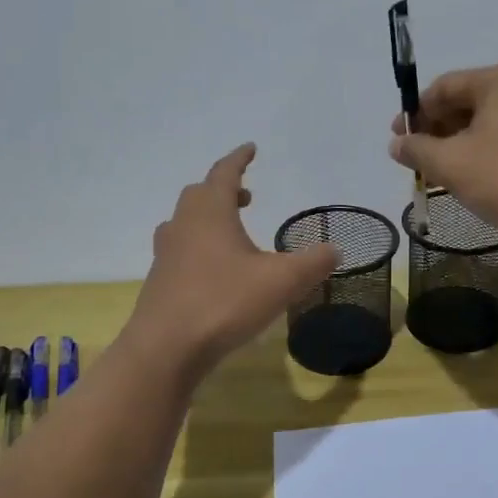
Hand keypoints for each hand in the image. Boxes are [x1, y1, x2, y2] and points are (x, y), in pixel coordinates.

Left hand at [128, 143, 339, 374]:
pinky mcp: (160, 281)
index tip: (250, 149)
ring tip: (231, 231)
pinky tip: (215, 270)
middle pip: (200, 194)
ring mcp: (167, 254)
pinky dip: (199, 246)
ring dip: (209, 218)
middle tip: (246, 196)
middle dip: (223, 189)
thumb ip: (313, 263)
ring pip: (186, 222)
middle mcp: (183, 225)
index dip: (239, 159)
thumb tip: (336, 250)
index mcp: (210, 213)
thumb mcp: (282, 281)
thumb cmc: (224, 302)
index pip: (224, 173)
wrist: (166, 349)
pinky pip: (181, 250)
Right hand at [389, 63, 497, 245]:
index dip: (415, 112)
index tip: (397, 139)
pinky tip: (470, 176)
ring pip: (486, 121)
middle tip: (415, 158)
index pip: (444, 86)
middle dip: (437, 129)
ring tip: (438, 172)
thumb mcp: (451, 164)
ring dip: (457, 144)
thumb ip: (417, 149)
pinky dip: (482, 151)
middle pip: (467, 101)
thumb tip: (397, 144)